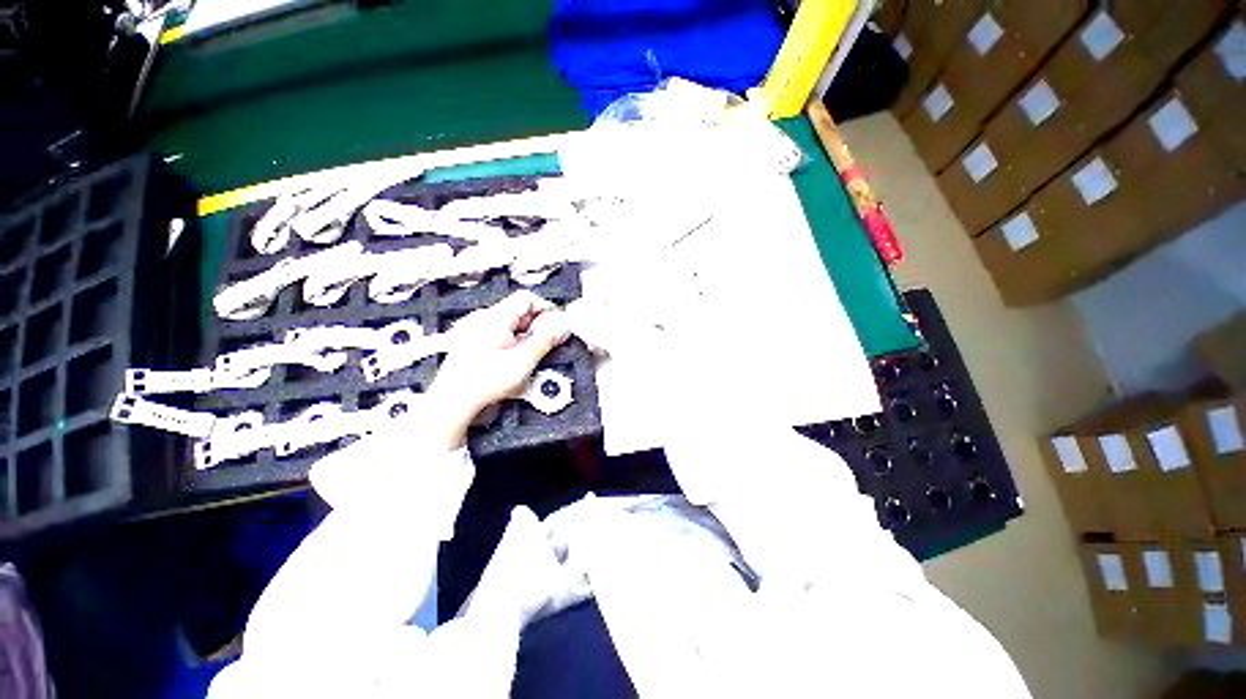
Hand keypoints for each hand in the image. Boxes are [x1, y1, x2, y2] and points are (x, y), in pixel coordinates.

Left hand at [425, 291, 568, 447]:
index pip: (527, 298)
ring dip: (526, 334)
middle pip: (520, 310)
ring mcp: (476, 329)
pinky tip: (516, 358)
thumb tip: (561, 326)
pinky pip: (501, 332)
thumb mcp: (523, 361)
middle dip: (538, 324)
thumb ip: (545, 341)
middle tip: (549, 341)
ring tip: (531, 354)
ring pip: (511, 323)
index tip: (557, 323)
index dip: (546, 308)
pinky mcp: (473, 341)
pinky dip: (514, 341)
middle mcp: (483, 319)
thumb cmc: (481, 382)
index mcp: (495, 318)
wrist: (453, 400)